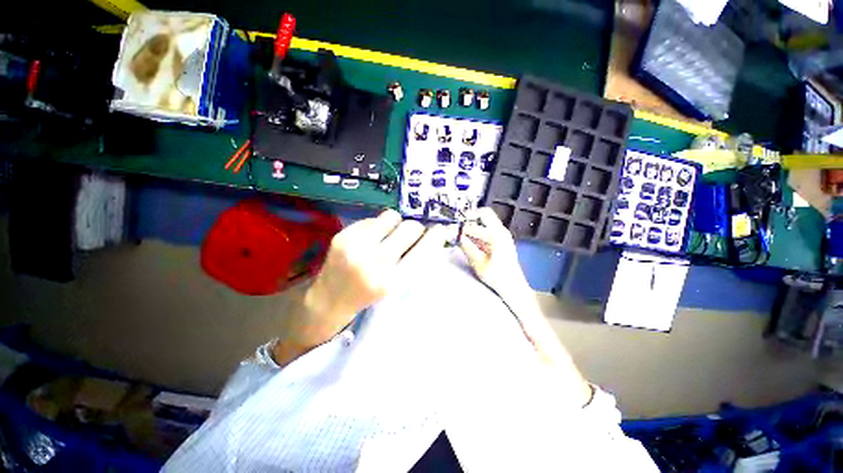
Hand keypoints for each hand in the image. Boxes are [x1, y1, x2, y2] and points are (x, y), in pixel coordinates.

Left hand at [274, 209, 445, 365]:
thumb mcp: (397, 286)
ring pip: (392, 216)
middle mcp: (373, 262)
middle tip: (412, 235)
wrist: (330, 300)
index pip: (423, 250)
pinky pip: (373, 218)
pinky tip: (371, 239)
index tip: (440, 229)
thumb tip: (432, 234)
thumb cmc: (370, 295)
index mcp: (391, 281)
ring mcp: (355, 246)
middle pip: (410, 228)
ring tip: (389, 235)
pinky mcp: (342, 235)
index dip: (436, 236)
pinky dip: (378, 226)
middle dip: (416, 229)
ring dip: (397, 224)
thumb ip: (416, 261)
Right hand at [459, 207, 528, 297]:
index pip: (474, 226)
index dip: (461, 227)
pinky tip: (469, 238)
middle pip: (484, 213)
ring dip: (473, 222)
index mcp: (497, 236)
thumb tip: (457, 235)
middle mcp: (501, 231)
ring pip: (486, 219)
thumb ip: (467, 247)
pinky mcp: (501, 238)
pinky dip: (477, 229)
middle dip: (469, 216)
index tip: (451, 230)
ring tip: (461, 232)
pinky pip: (487, 227)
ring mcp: (502, 234)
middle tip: (458, 223)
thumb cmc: (497, 277)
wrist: (513, 286)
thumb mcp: (478, 263)